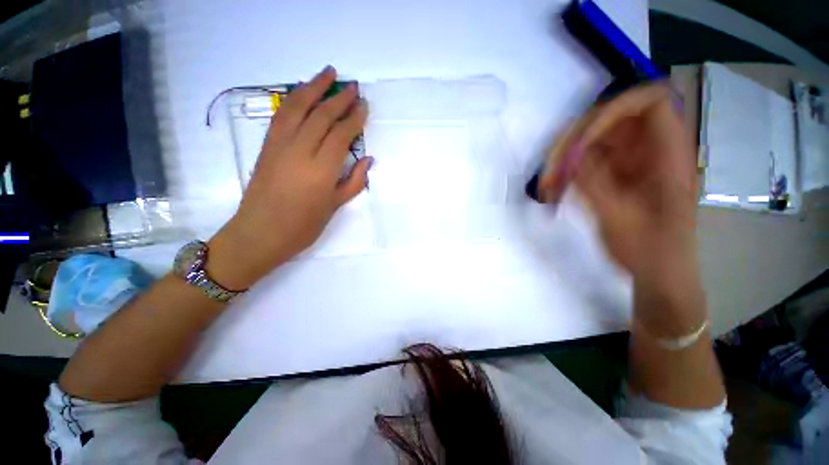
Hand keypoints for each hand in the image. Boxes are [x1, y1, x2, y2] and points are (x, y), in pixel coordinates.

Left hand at [207, 66, 371, 289]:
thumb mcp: (334, 207)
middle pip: (321, 116)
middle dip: (339, 99)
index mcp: (321, 170)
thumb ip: (354, 181)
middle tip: (354, 87)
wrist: (260, 234)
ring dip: (314, 87)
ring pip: (298, 108)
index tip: (363, 105)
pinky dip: (294, 99)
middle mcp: (300, 151)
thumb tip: (368, 160)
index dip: (354, 118)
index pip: (341, 135)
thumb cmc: (303, 227)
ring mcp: (279, 146)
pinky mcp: (267, 146)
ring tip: (328, 73)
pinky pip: (281, 115)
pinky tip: (303, 92)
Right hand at [538, 84, 704, 333]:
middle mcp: (647, 149)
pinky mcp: (611, 175)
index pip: (648, 102)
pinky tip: (552, 193)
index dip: (613, 110)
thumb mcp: (621, 219)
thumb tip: (570, 155)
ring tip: (546, 187)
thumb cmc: (650, 251)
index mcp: (668, 154)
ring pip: (589, 141)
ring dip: (562, 160)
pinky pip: (582, 162)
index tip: (583, 140)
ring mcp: (627, 162)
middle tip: (550, 171)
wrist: (657, 273)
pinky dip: (564, 174)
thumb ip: (595, 184)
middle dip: (573, 141)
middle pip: (607, 120)